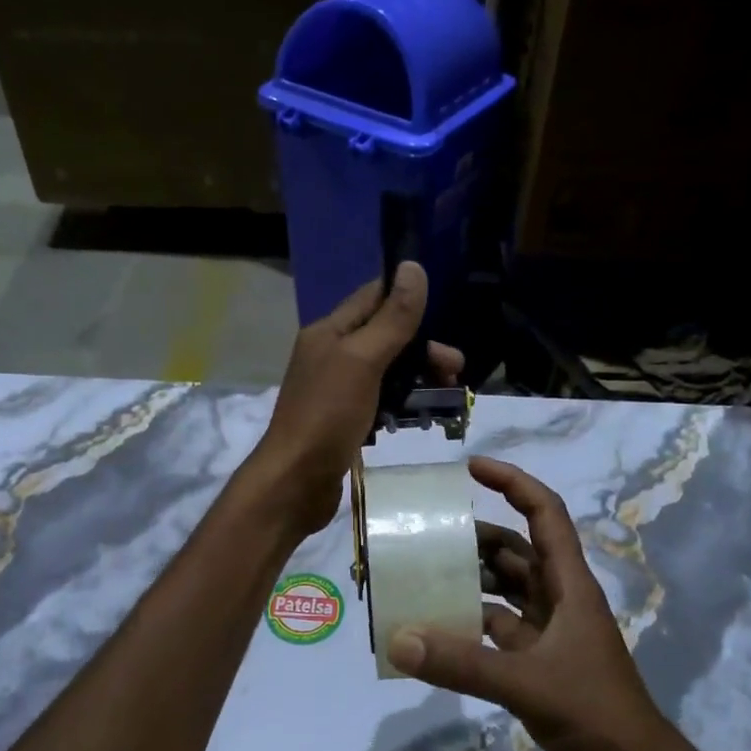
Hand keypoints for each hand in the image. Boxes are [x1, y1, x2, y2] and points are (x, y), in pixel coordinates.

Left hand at [247, 261, 463, 534]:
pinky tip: (421, 417)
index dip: (406, 296)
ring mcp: (336, 389)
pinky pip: (380, 400)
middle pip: (384, 336)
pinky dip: (402, 403)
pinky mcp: (344, 420)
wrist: (295, 483)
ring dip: (417, 376)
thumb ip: (392, 319)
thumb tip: (414, 268)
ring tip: (448, 394)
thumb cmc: (327, 415)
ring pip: (386, 370)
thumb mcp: (363, 360)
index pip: (372, 297)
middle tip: (455, 368)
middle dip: (422, 347)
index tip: (443, 308)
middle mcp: (331, 354)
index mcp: (329, 332)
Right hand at [387, 457, 693, 750]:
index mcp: (570, 586)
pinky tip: (437, 630)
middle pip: (517, 551)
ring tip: (424, 574)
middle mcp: (560, 601)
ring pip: (505, 591)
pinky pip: (497, 631)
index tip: (471, 468)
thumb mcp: (529, 684)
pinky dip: (470, 625)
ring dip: (471, 580)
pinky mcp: (539, 666)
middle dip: (477, 536)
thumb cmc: (597, 715)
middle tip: (428, 532)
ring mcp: (550, 635)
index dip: (512, 484)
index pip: (544, 515)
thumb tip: (399, 639)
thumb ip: (464, 663)